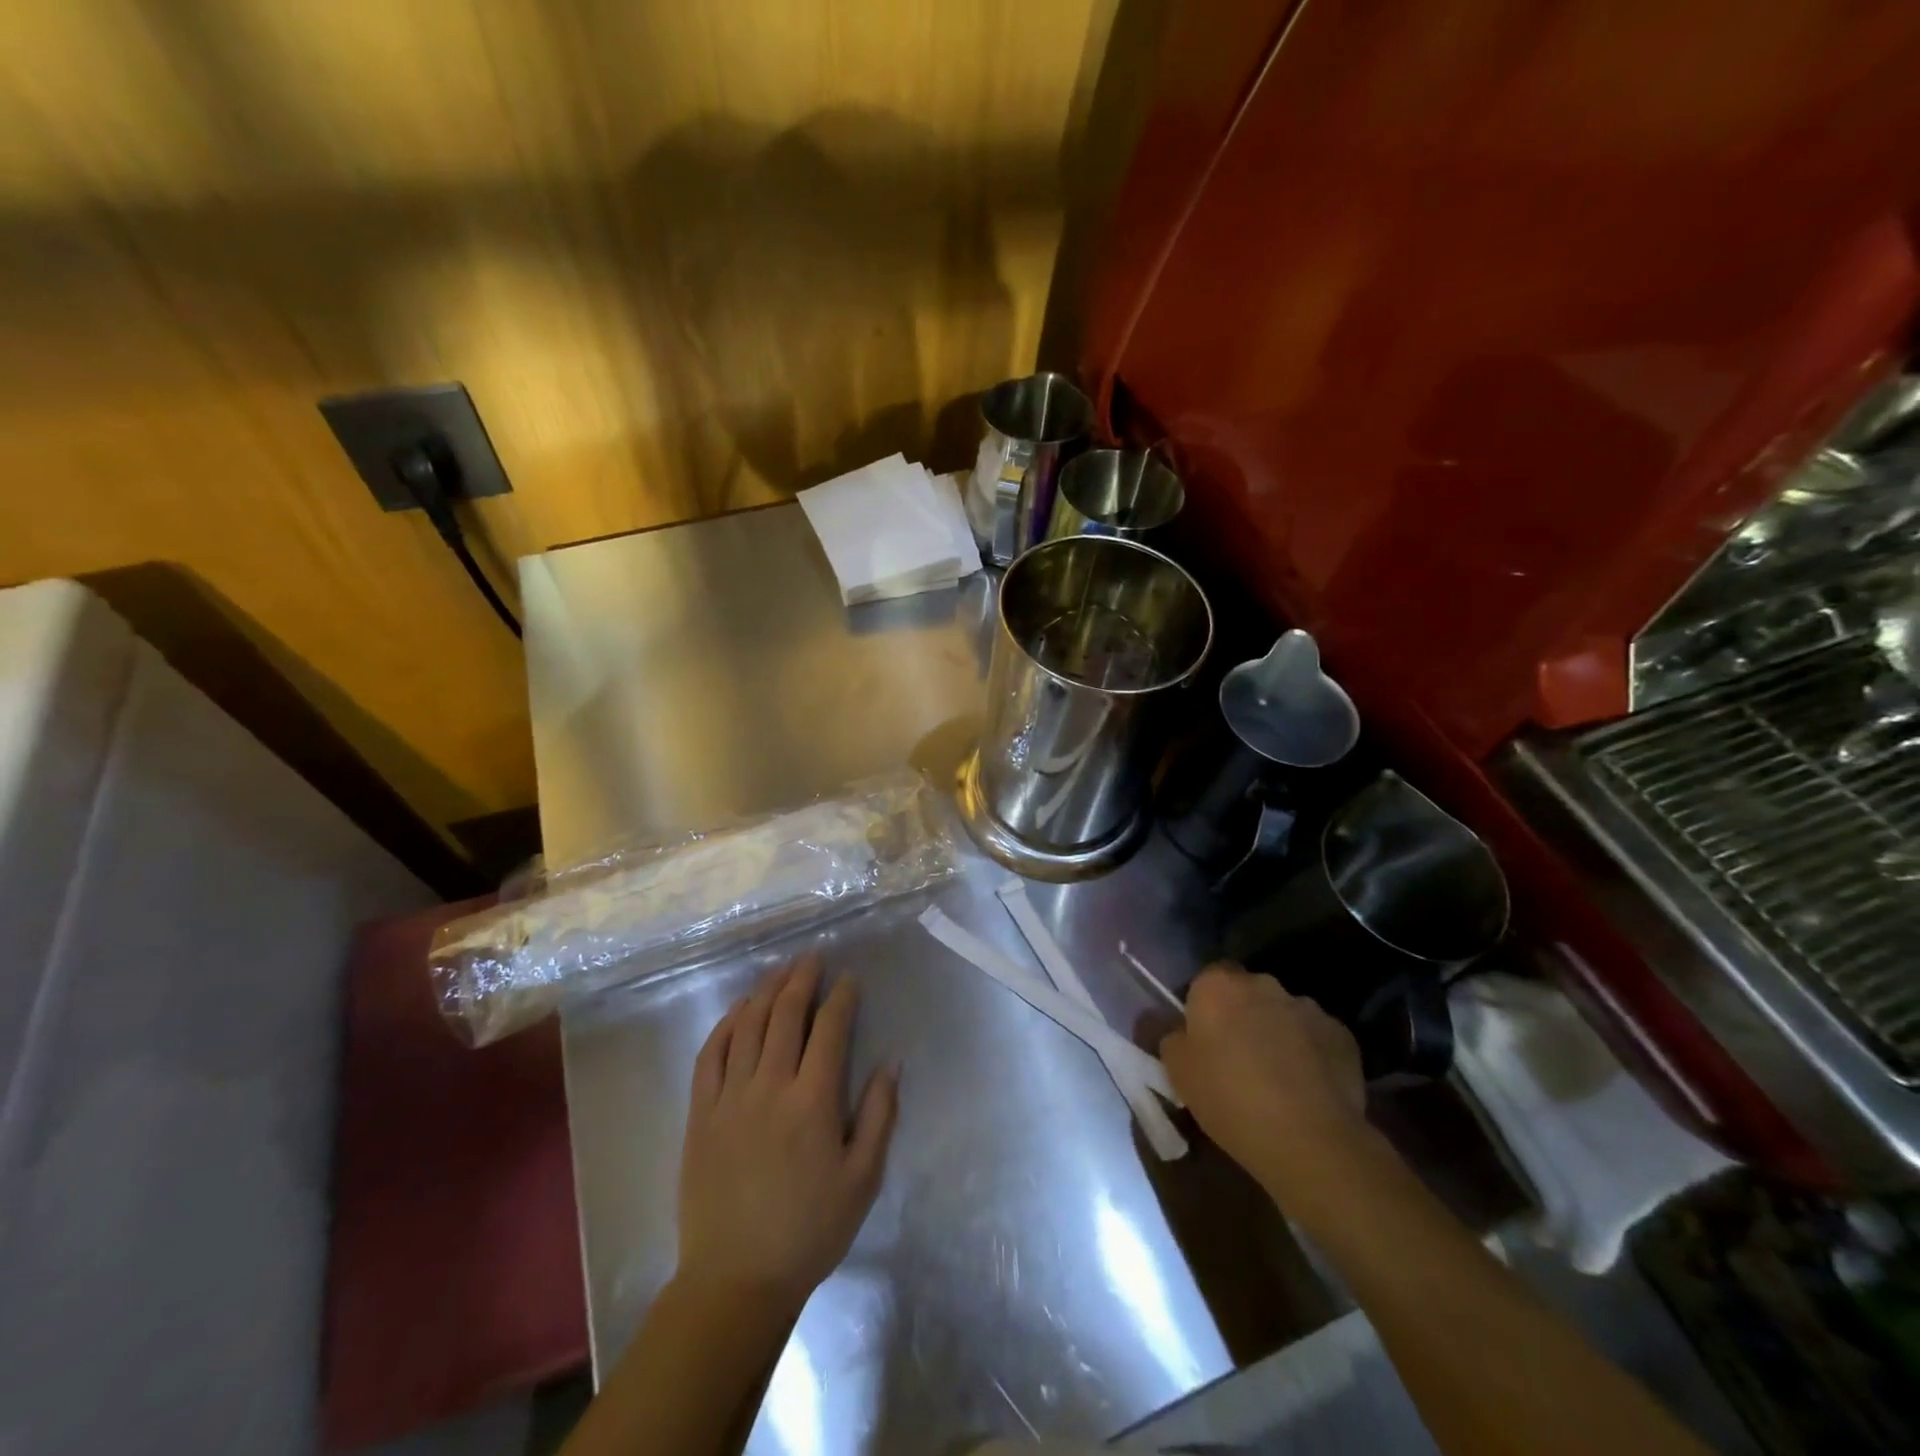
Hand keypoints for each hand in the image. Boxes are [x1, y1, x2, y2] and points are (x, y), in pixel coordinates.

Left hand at [676, 955, 898, 1312]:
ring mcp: (730, 1097)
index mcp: (813, 1101)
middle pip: (786, 1014)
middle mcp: (770, 1086)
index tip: (849, 979)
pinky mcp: (700, 1113)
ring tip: (781, 970)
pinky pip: (711, 1054)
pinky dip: (726, 1023)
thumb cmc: (810, 1230)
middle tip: (813, 957)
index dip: (842, 997)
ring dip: (766, 990)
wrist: (736, 1279)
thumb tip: (890, 1062)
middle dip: (802, 979)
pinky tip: (739, 1009)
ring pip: (748, 1025)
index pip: (830, 1029)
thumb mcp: (862, 1179)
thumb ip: (879, 1115)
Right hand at [1160, 962, 1367, 1200]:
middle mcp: (1263, 984)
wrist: (1309, 1139)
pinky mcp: (1342, 1035)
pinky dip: (1311, 1054)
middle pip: (1247, 994)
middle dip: (1243, 1017)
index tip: (1204, 1040)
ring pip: (1283, 1014)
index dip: (1204, 1008)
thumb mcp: (1177, 1071)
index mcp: (1218, 986)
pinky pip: (1316, 1038)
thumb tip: (1180, 1029)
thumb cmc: (1229, 1098)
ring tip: (1277, 1079)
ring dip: (1278, 1034)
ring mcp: (1307, 1007)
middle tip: (1237, 1059)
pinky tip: (1308, 1090)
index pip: (1206, 980)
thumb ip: (1171, 1037)